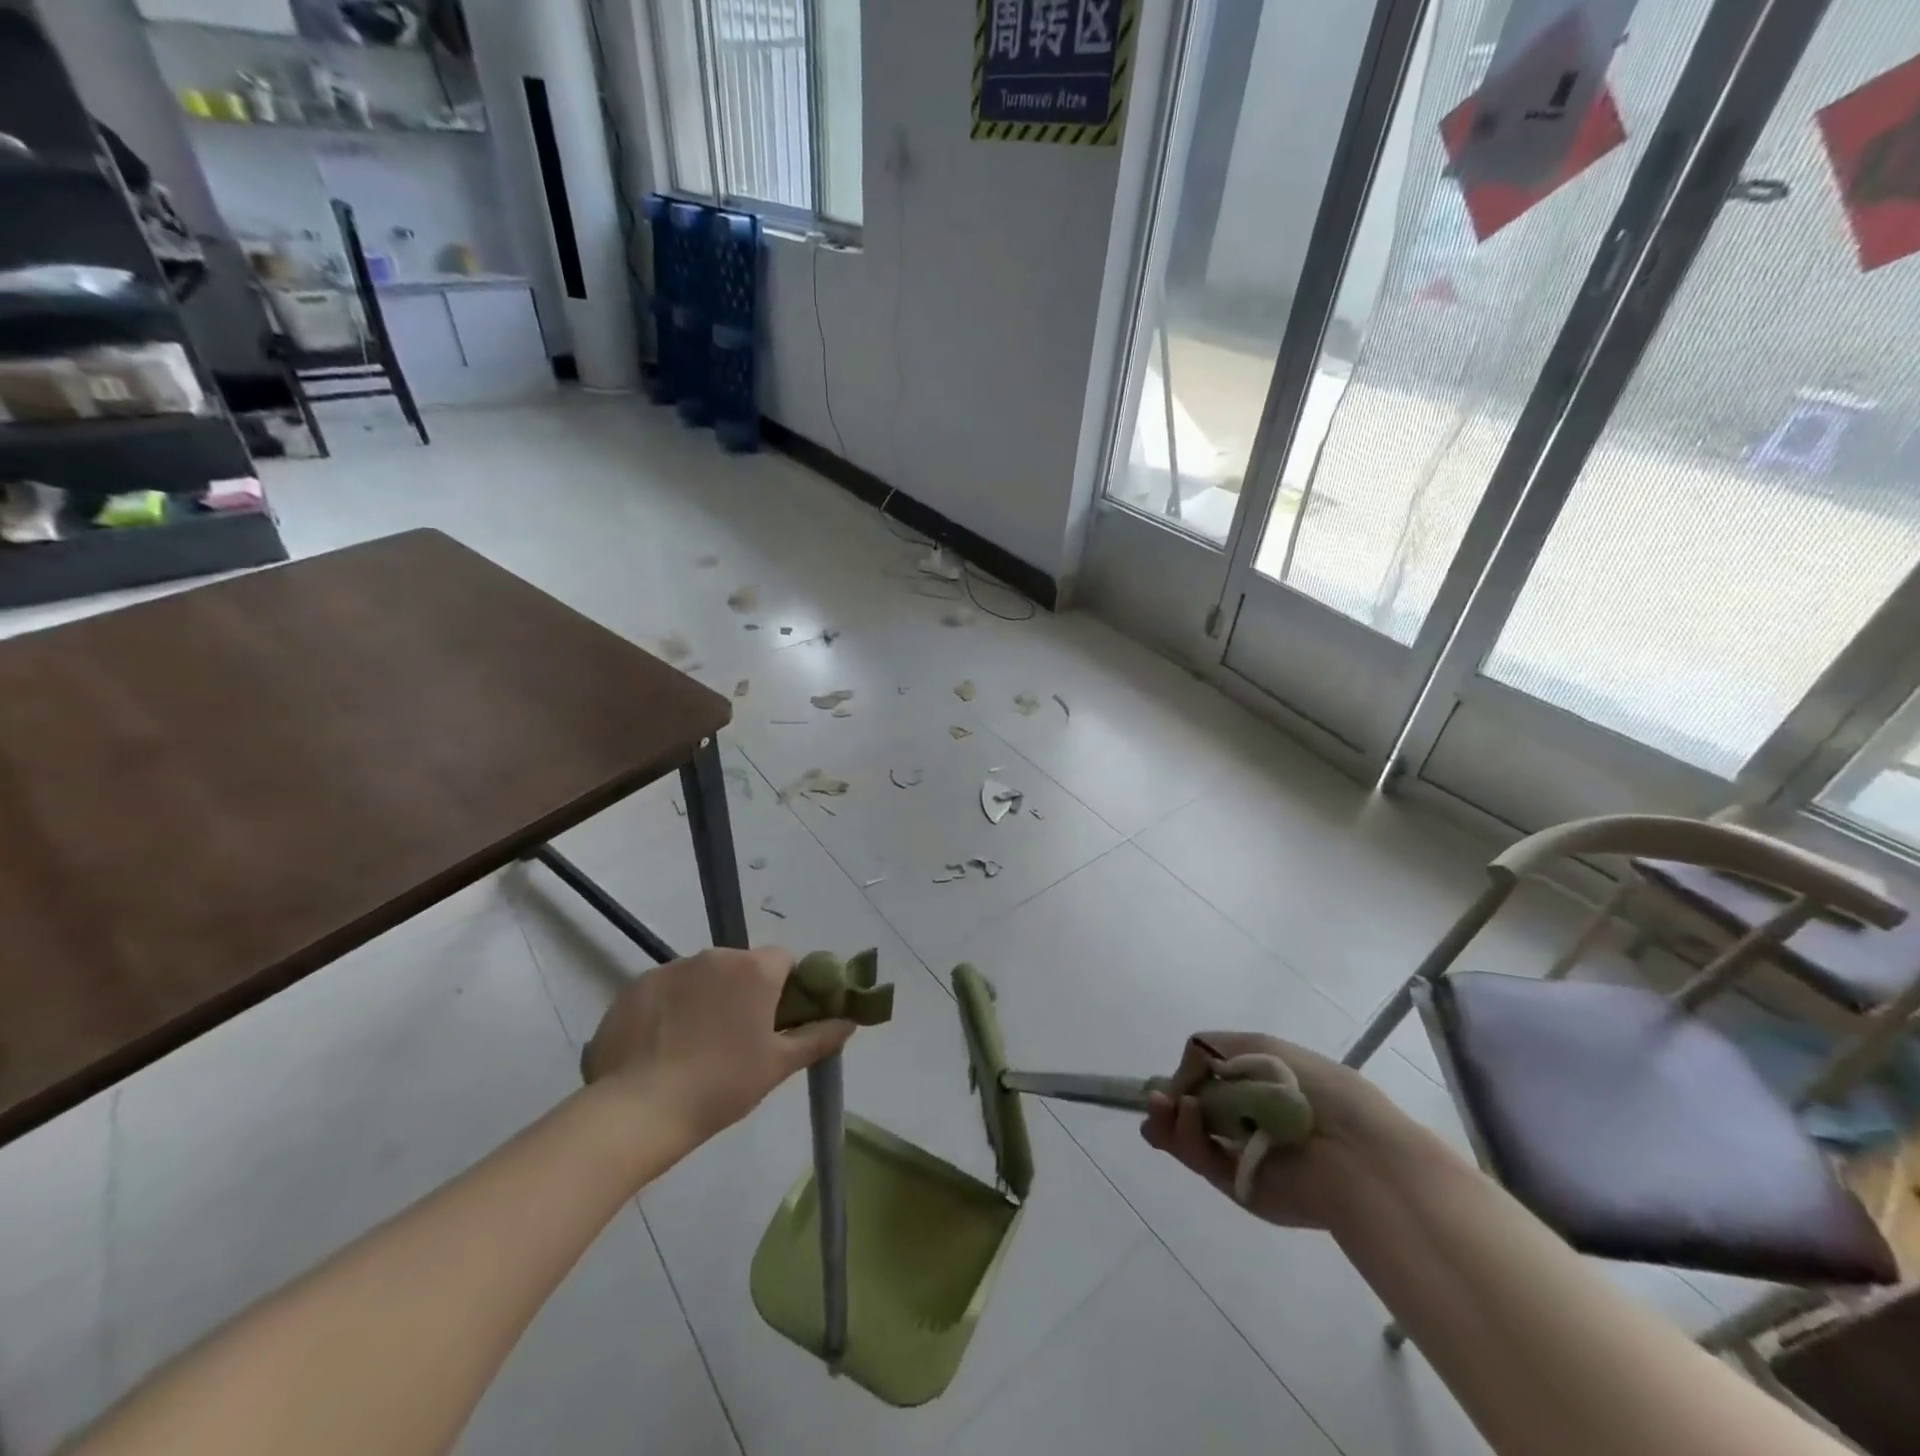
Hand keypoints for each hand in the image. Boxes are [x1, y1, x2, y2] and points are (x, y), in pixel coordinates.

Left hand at [581, 947, 853, 1140]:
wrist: (637, 1111)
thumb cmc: (721, 1086)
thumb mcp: (777, 1066)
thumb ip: (817, 1037)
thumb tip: (848, 1021)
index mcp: (754, 969)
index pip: (784, 960)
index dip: (787, 988)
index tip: (778, 1021)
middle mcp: (715, 956)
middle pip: (741, 966)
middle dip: (744, 993)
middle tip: (738, 1040)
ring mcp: (671, 968)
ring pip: (702, 977)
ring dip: (706, 999)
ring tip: (694, 1048)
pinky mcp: (636, 986)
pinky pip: (665, 990)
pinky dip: (670, 1009)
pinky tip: (661, 1048)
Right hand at [1141, 1032, 1417, 1228]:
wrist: (1353, 1148)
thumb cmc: (1310, 1086)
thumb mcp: (1255, 1045)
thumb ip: (1206, 1051)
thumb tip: (1178, 1081)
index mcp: (1254, 1087)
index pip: (1205, 1083)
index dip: (1182, 1079)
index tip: (1171, 1079)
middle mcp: (1243, 1121)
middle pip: (1189, 1112)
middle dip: (1166, 1102)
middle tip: (1155, 1099)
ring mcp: (1239, 1154)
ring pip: (1187, 1136)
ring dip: (1167, 1118)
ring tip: (1160, 1106)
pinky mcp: (1238, 1185)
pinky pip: (1201, 1158)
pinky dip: (1185, 1136)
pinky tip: (1184, 1114)